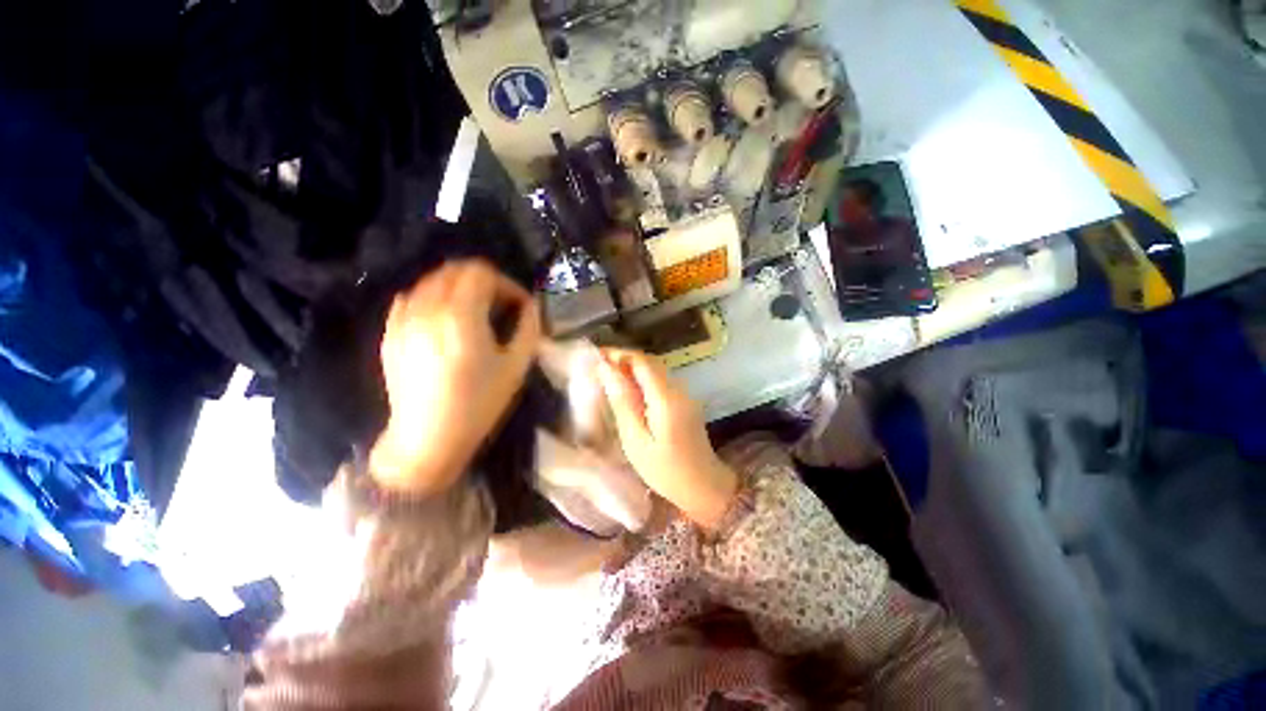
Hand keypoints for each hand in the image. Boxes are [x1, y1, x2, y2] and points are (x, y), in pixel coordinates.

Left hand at [370, 260, 541, 495]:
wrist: (427, 439)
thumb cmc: (478, 405)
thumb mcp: (516, 367)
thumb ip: (528, 328)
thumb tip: (531, 306)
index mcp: (461, 317)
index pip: (482, 273)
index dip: (506, 284)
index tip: (518, 306)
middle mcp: (428, 310)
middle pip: (454, 269)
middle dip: (484, 281)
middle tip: (499, 306)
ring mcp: (403, 320)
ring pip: (431, 280)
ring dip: (458, 287)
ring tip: (474, 312)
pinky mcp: (391, 333)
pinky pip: (411, 298)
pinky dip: (433, 299)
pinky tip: (444, 320)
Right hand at [597, 349, 737, 531]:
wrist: (704, 486)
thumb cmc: (665, 470)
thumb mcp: (636, 440)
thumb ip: (622, 402)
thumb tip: (606, 370)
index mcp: (666, 398)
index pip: (641, 361)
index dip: (617, 354)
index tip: (594, 355)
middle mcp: (678, 389)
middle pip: (649, 361)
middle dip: (623, 359)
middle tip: (598, 366)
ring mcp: (685, 394)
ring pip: (656, 369)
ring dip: (632, 368)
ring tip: (608, 377)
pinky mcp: (685, 402)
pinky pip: (661, 381)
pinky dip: (643, 379)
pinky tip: (629, 392)